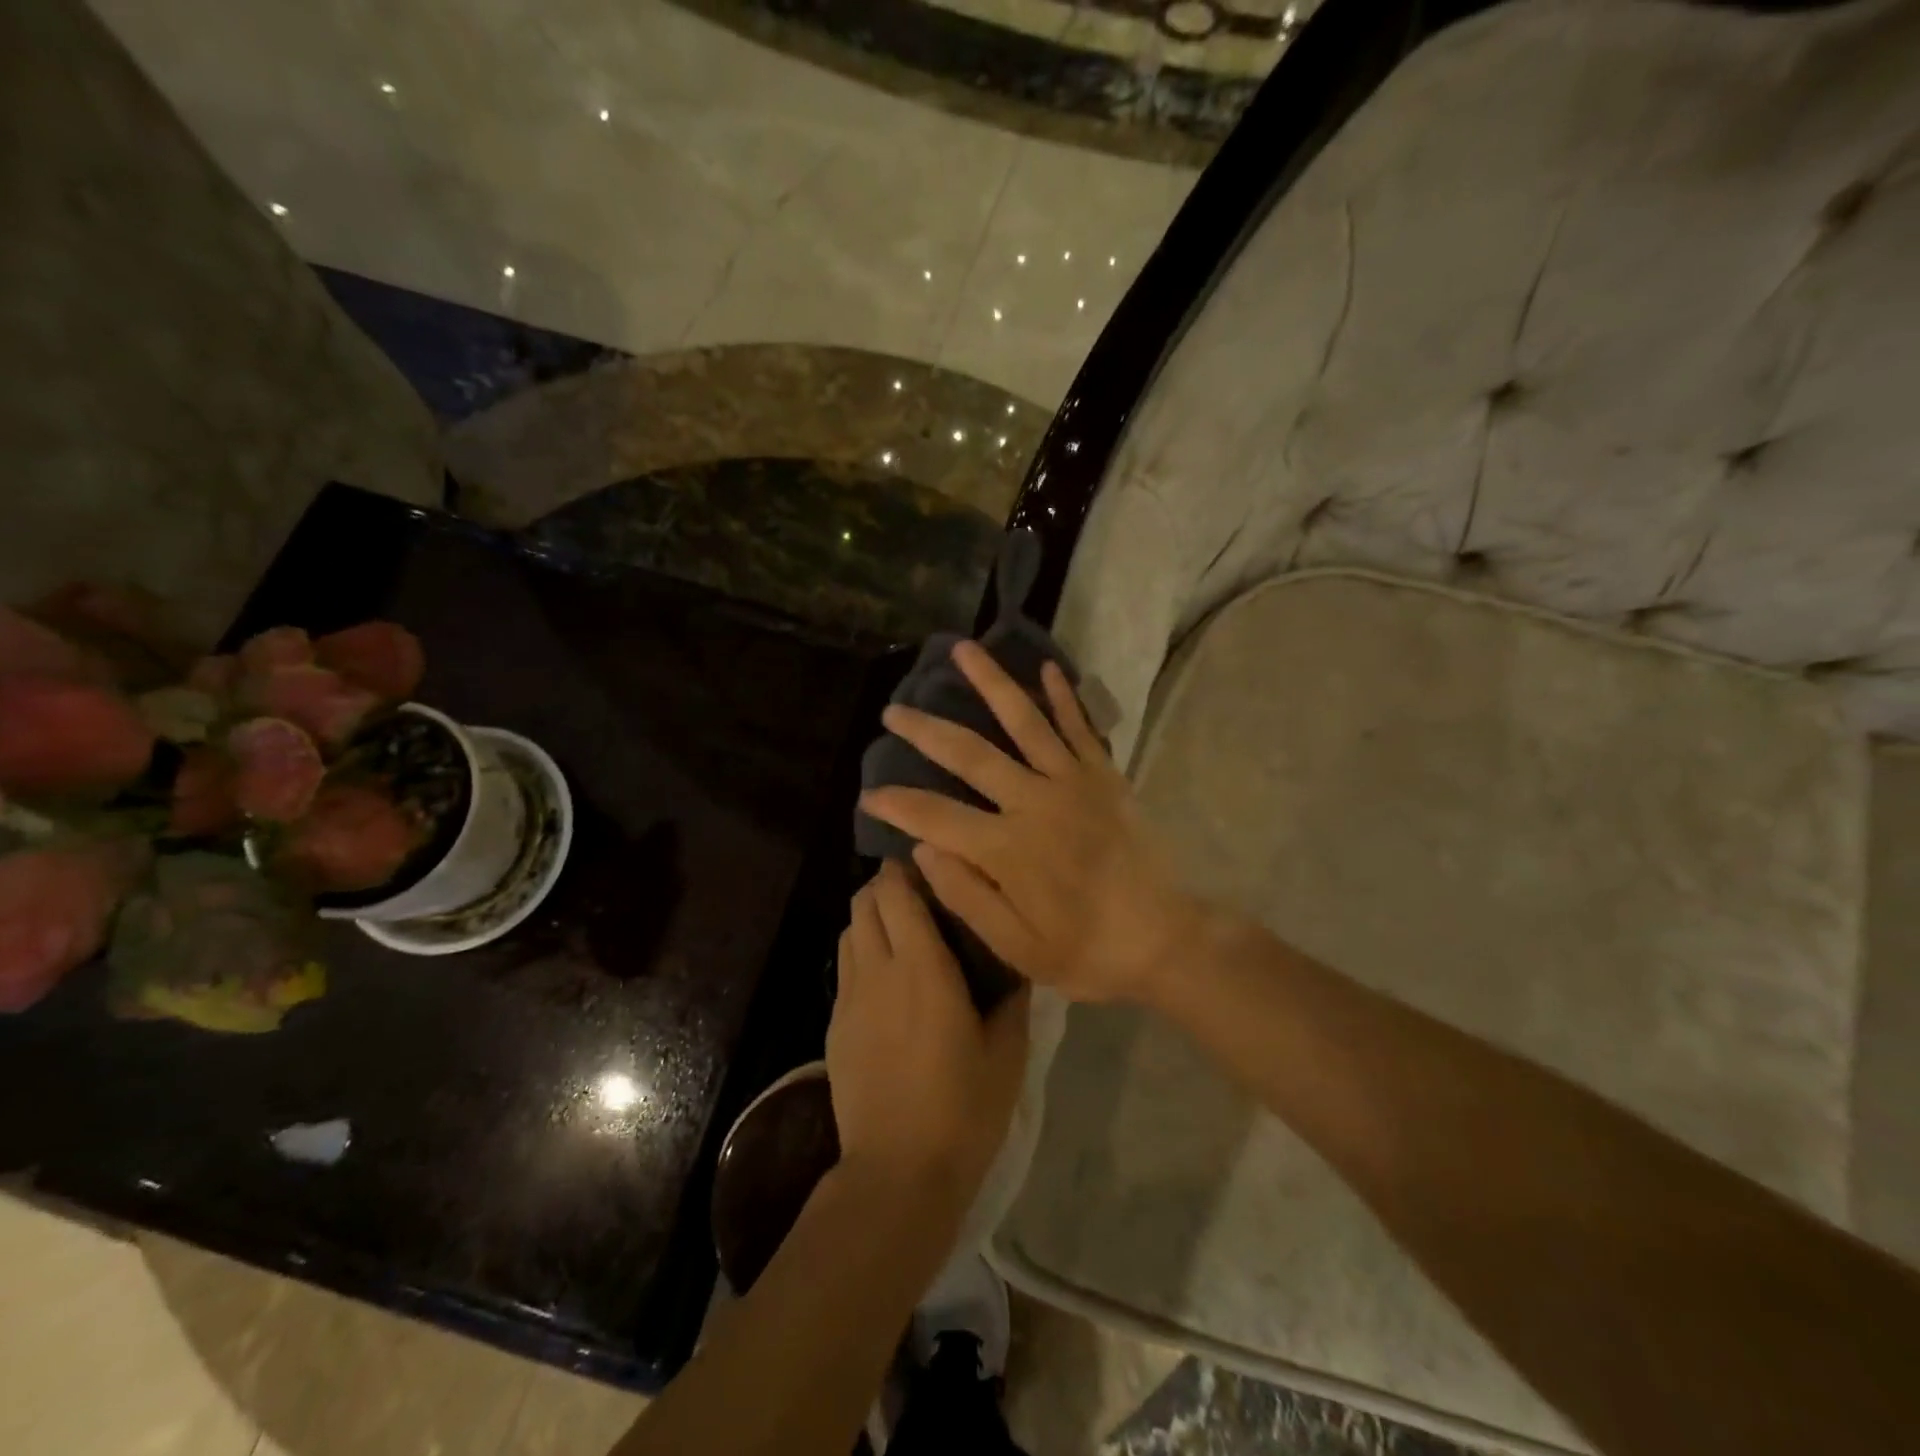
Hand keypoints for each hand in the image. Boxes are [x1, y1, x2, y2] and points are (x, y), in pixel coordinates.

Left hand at [828, 860, 1029, 1218]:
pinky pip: (844, 966)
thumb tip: (1014, 958)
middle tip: (920, 897)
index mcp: (923, 967)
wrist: (897, 1172)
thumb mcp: (1007, 1051)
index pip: (897, 893)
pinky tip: (885, 977)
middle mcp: (879, 969)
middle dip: (886, 886)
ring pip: (849, 930)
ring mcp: (850, 997)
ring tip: (901, 931)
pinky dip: (861, 951)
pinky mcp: (835, 1024)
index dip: (907, 871)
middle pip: (864, 901)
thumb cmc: (963, 1109)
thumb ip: (1012, 996)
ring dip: (870, 917)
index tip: (932, 870)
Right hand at [860, 641, 1207, 1005]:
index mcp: (1009, 850)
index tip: (869, 794)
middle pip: (971, 755)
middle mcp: (1036, 803)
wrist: (1166, 940)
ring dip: (991, 683)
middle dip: (926, 731)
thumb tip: (922, 848)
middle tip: (893, 710)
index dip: (898, 804)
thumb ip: (967, 896)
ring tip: (962, 649)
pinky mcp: (1104, 778)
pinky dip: (1063, 697)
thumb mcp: (1019, 948)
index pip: (936, 817)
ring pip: (1024, 722)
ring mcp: (1074, 783)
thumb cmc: (1086, 952)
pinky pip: (1081, 728)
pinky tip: (1046, 667)